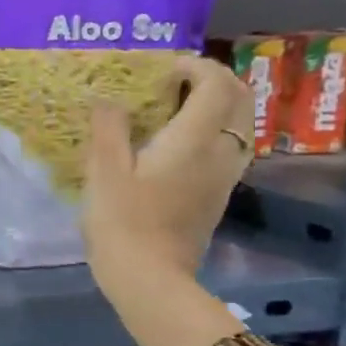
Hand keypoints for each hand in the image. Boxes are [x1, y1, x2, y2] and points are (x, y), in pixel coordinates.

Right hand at [82, 54, 253, 296]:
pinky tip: (179, 141)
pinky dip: (213, 130)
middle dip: (215, 79)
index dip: (195, 66)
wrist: (150, 279)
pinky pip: (229, 147)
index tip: (163, 68)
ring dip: (218, 104)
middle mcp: (220, 153)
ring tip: (176, 106)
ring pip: (240, 124)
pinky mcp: (217, 196)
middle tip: (176, 80)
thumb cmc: (122, 222)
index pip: (215, 85)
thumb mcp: (104, 172)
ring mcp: (224, 177)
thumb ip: (109, 128)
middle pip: (241, 100)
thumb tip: (109, 99)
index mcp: (194, 140)